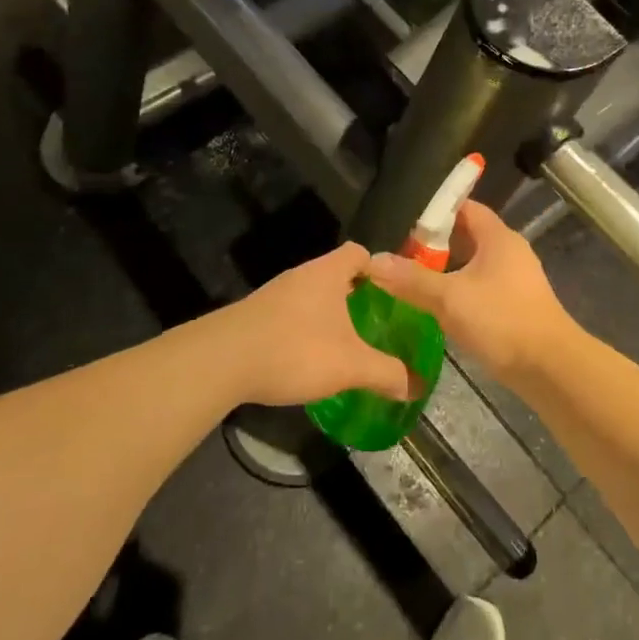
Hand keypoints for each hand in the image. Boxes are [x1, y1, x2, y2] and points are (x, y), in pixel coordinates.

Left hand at [212, 242, 414, 406]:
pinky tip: (307, 359)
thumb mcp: (350, 365)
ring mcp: (274, 295)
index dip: (378, 269)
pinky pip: (289, 315)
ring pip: (311, 296)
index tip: (392, 294)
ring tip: (344, 344)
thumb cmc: (295, 349)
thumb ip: (387, 373)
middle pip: (335, 274)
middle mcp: (301, 275)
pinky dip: (303, 331)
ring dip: (327, 315)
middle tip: (374, 323)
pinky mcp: (254, 317)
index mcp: (328, 272)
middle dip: (355, 296)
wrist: (221, 361)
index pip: (358, 253)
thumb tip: (417, 386)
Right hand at [363, 201, 580, 386]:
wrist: (550, 367)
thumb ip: (411, 279)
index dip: (437, 210)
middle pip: (468, 236)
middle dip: (436, 243)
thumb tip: (373, 261)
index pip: (466, 208)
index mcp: (498, 238)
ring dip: (446, 269)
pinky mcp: (516, 305)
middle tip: (400, 253)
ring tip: (412, 278)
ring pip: (474, 264)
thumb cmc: (501, 320)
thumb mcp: (449, 298)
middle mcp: (510, 251)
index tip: (405, 220)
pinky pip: (481, 287)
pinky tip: (438, 307)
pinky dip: (459, 290)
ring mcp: (516, 279)